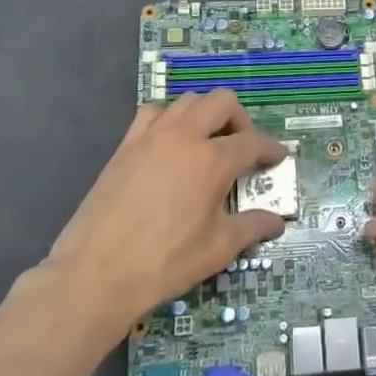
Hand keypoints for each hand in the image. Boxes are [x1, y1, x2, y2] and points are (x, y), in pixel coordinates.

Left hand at [41, 91, 287, 342]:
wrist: (96, 274)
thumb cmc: (164, 263)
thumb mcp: (218, 249)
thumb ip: (252, 227)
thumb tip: (277, 221)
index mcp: (212, 161)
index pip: (253, 142)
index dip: (271, 149)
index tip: (278, 158)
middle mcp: (184, 137)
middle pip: (222, 102)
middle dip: (241, 120)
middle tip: (243, 147)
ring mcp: (151, 136)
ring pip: (187, 101)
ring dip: (205, 114)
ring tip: (208, 142)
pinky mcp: (125, 145)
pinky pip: (152, 113)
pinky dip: (168, 118)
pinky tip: (170, 143)